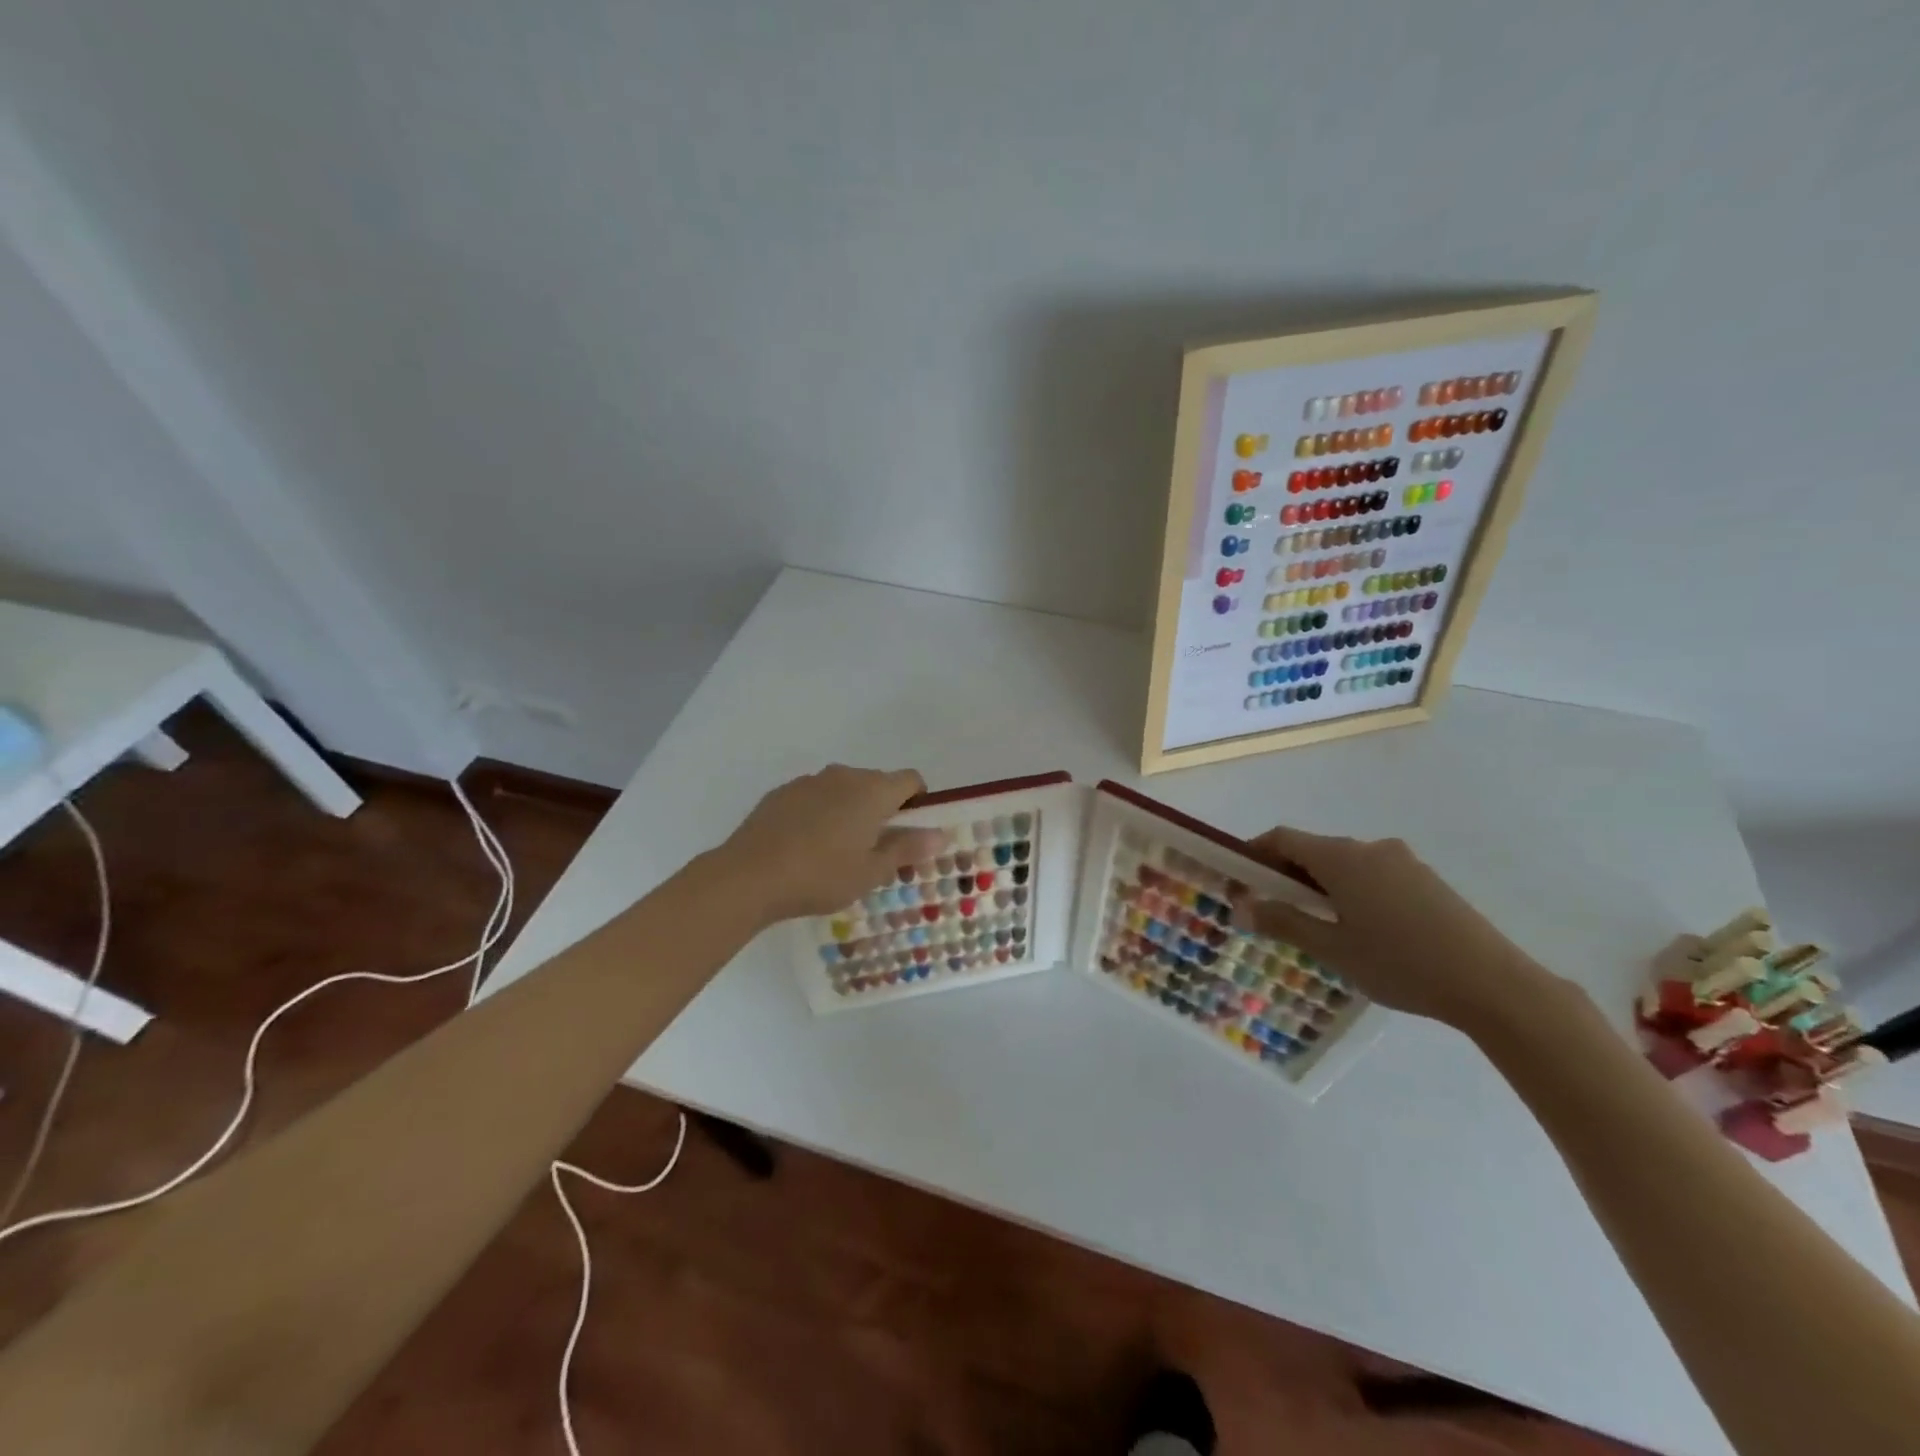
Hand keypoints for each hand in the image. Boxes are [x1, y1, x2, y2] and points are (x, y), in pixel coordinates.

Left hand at [717, 765, 947, 924]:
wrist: (749, 876)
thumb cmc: (821, 876)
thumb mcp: (871, 871)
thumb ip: (907, 848)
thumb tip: (939, 834)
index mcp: (873, 791)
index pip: (911, 780)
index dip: (918, 802)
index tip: (910, 832)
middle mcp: (844, 776)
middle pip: (877, 783)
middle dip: (883, 809)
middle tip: (875, 849)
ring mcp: (809, 781)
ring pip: (843, 789)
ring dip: (849, 810)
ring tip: (836, 850)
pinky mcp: (781, 792)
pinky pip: (814, 797)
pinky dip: (819, 813)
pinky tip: (805, 846)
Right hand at [1241, 824, 1552, 1031]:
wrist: (1495, 984)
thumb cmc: (1400, 963)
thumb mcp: (1332, 949)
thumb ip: (1284, 923)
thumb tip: (1241, 908)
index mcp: (1342, 857)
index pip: (1282, 838)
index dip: (1254, 855)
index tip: (1241, 883)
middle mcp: (1370, 848)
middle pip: (1314, 850)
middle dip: (1287, 875)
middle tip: (1275, 913)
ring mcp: (1403, 862)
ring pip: (1345, 864)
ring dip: (1321, 886)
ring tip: (1320, 928)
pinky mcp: (1427, 880)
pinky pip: (1373, 875)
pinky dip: (1352, 892)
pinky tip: (1363, 931)